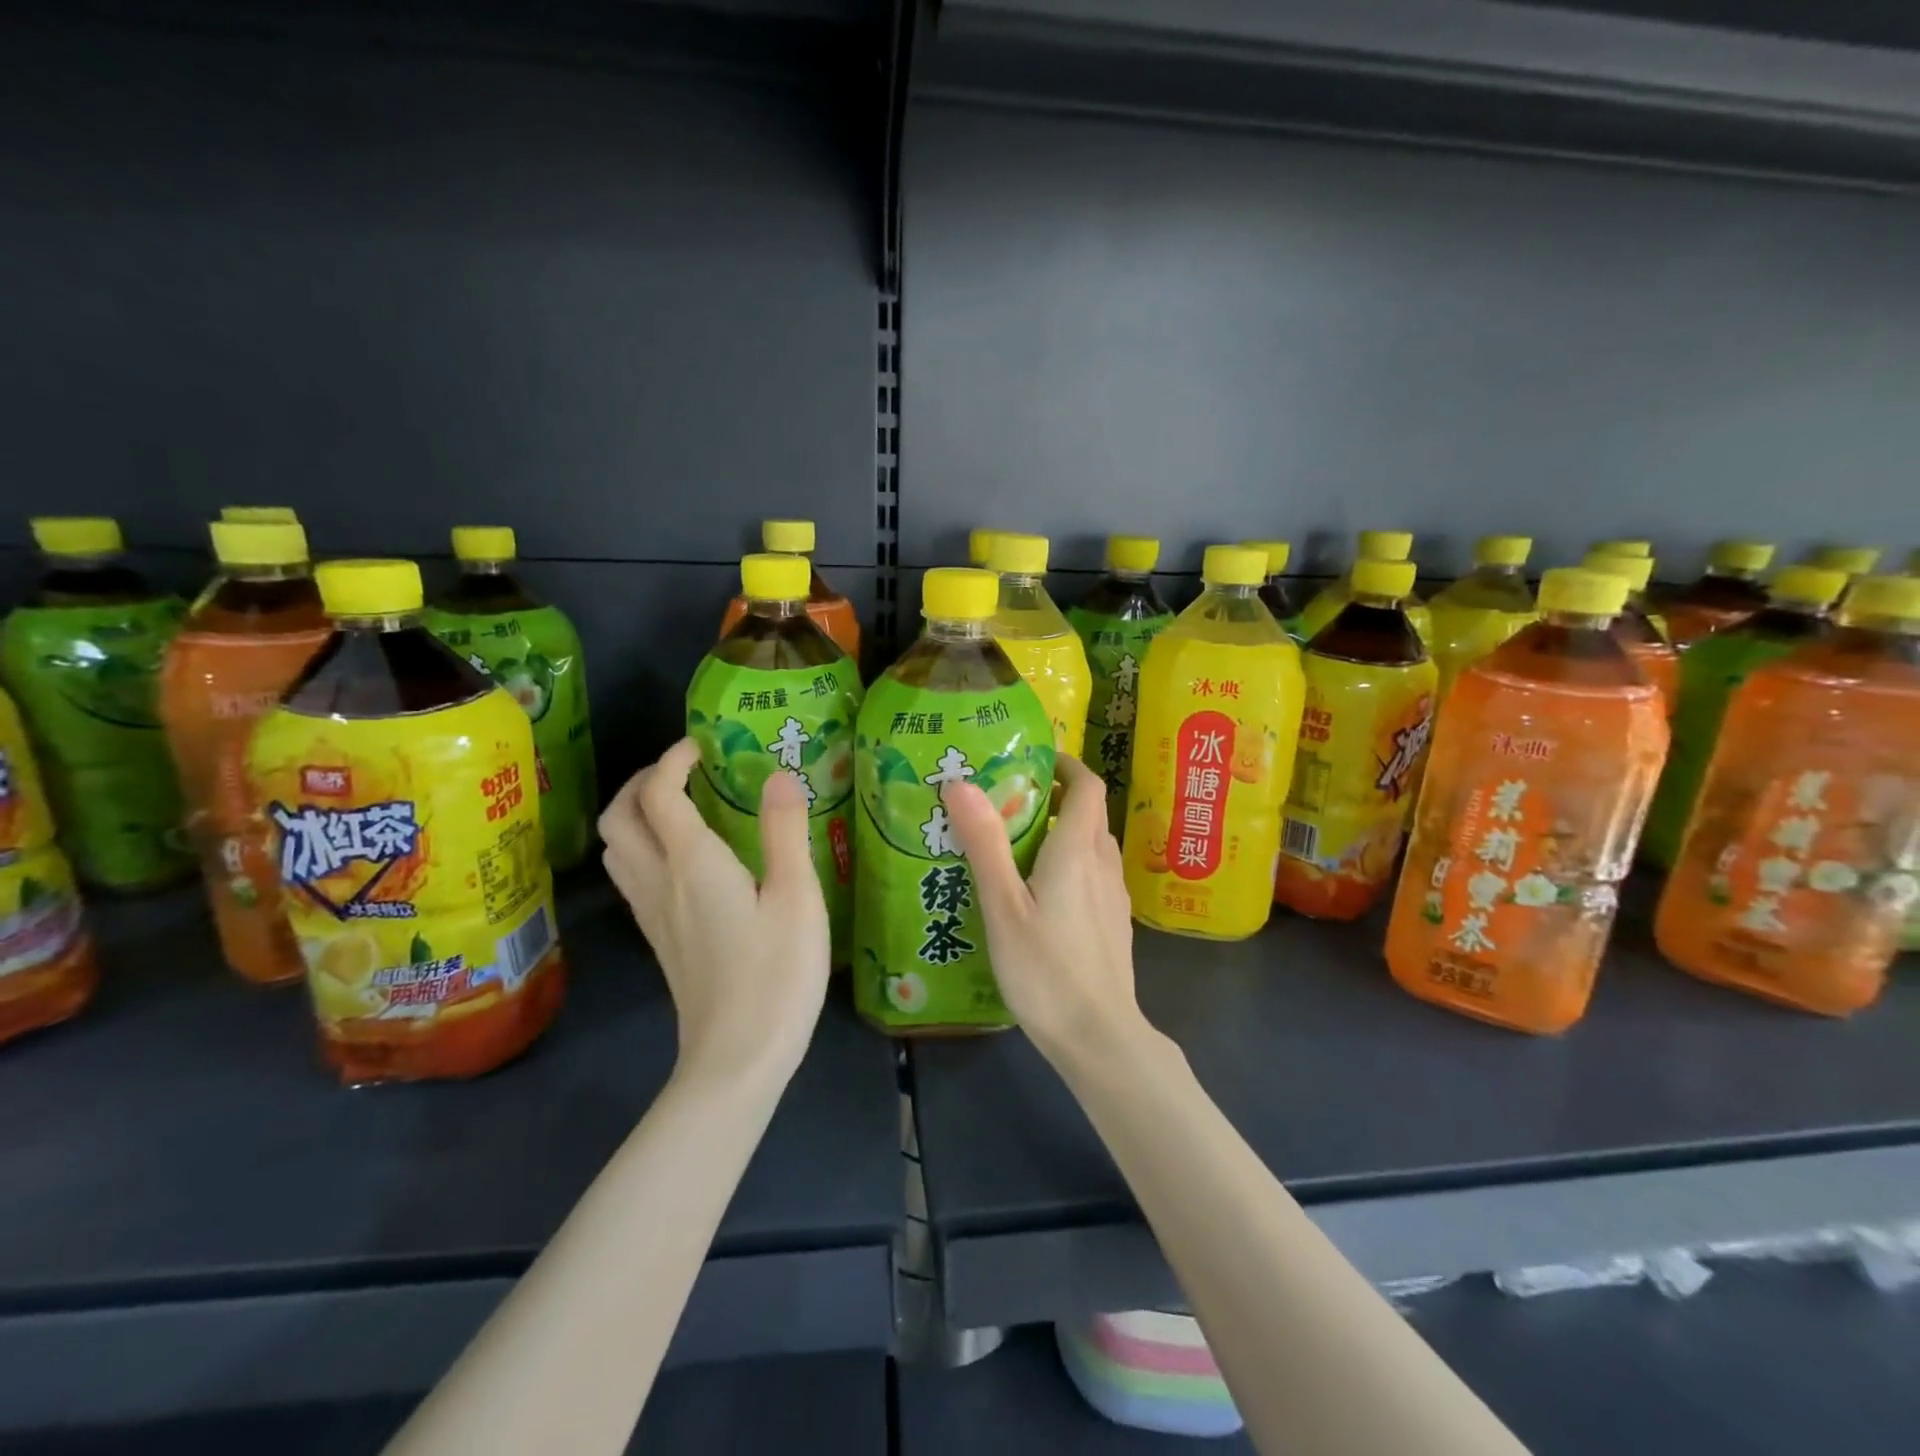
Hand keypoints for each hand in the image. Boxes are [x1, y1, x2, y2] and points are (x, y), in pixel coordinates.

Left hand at [599, 739, 830, 1087]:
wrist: (737, 1058)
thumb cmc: (776, 973)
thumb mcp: (797, 897)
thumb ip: (785, 831)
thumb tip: (776, 774)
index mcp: (693, 863)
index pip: (660, 793)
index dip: (673, 758)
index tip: (703, 744)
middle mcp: (660, 881)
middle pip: (619, 817)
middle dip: (642, 780)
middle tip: (684, 769)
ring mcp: (652, 914)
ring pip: (617, 847)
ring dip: (635, 813)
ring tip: (679, 805)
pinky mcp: (658, 939)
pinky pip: (631, 875)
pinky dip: (642, 845)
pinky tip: (682, 857)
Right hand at [943, 754, 1148, 1065]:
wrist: (1099, 1037)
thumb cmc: (1046, 970)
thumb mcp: (1004, 907)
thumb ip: (985, 844)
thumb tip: (960, 782)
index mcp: (1078, 851)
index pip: (1087, 785)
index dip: (1065, 764)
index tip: (1032, 760)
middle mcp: (1103, 864)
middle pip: (1089, 812)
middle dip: (1056, 795)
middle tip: (1010, 800)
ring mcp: (1113, 896)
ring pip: (1093, 844)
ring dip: (1064, 829)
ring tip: (1018, 843)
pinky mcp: (1114, 922)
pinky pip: (1094, 873)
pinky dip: (1071, 861)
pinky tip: (1040, 891)